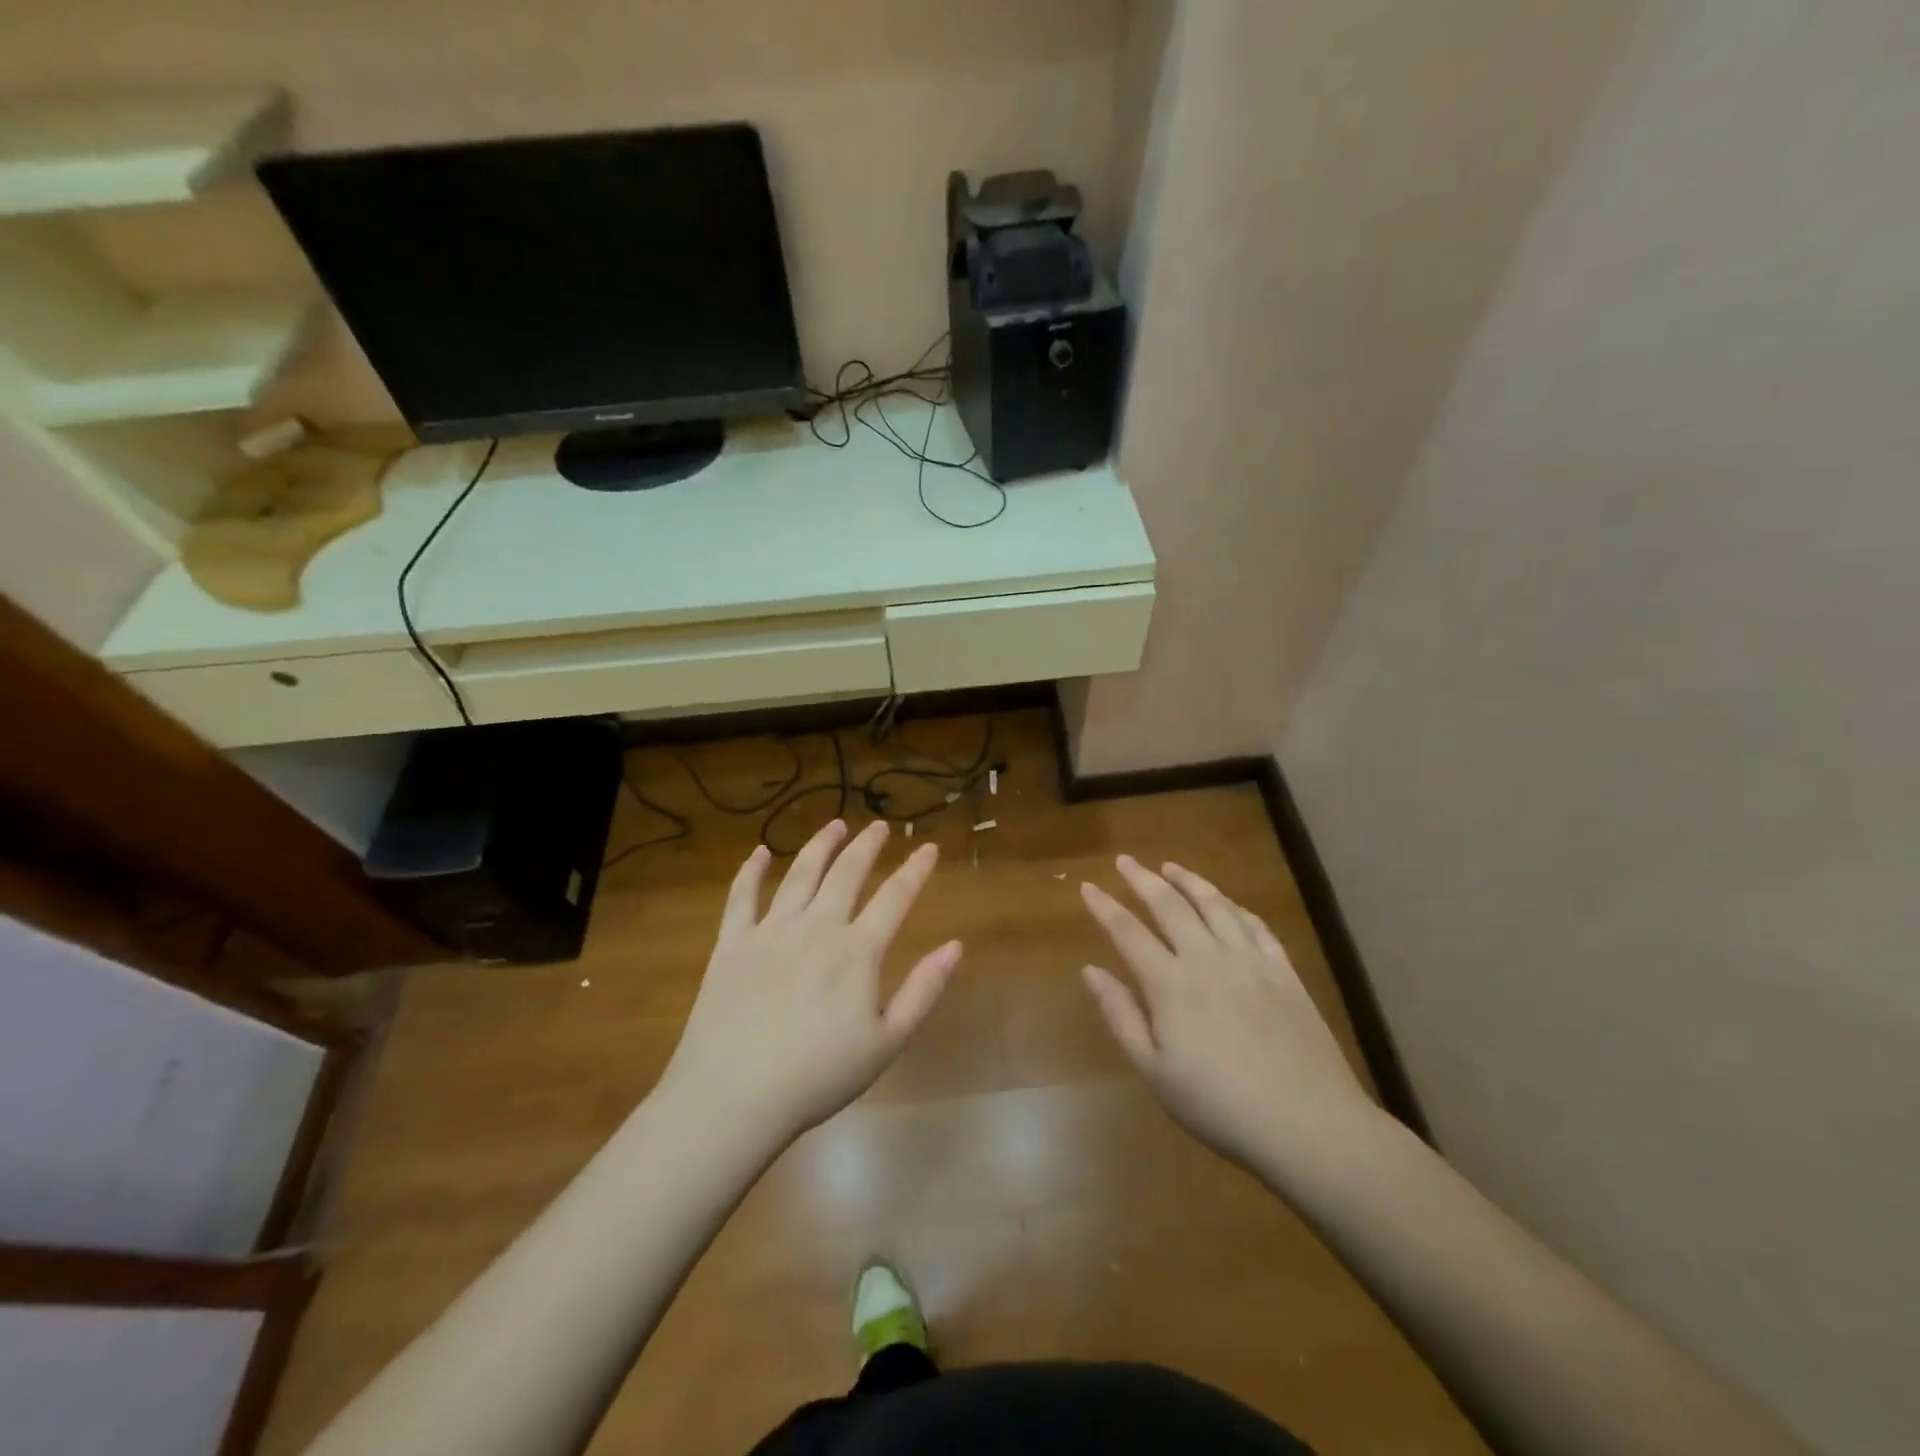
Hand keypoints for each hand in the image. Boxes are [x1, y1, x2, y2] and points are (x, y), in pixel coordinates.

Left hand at [659, 819, 960, 1145]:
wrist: (734, 1096)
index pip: (895, 897)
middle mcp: (816, 927)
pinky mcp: (732, 943)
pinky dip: (751, 871)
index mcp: (857, 951)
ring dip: (820, 845)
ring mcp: (770, 931)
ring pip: (800, 873)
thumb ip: (923, 990)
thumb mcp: (887, 1042)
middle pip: (846, 873)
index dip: (915, 869)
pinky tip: (759, 852)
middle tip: (878, 826)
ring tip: (834, 825)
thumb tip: (956, 946)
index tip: (927, 846)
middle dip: (867, 845)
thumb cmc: (818, 1076)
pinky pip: (741, 896)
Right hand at [1080, 856, 1378, 1172]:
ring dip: (1189, 881)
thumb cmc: (1220, 1106)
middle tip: (1126, 861)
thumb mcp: (1155, 1071)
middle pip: (1170, 905)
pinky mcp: (1284, 973)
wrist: (1309, 1125)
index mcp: (1170, 984)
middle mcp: (1207, 959)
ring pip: (1215, 905)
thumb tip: (1091, 970)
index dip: (1105, 907)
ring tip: (1171, 867)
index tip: (1087, 886)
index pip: (1128, 932)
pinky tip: (1228, 904)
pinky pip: (1256, 926)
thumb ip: (1121, 1016)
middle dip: (1143, 879)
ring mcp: (1250, 962)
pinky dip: (1236, 908)